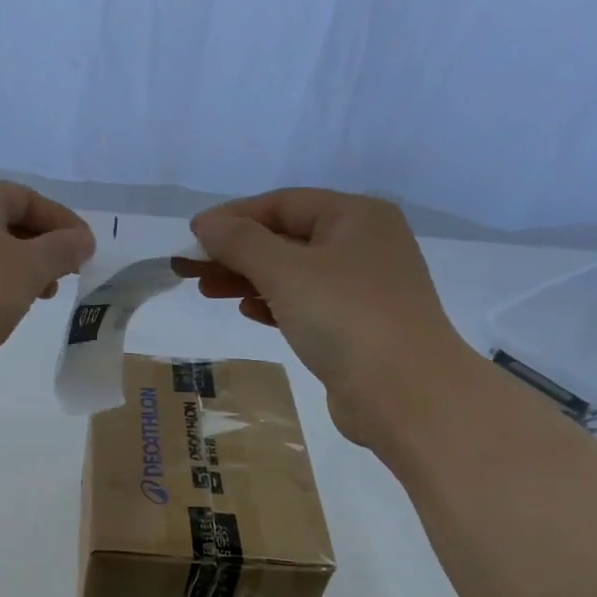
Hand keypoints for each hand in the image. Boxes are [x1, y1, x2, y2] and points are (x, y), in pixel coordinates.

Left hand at [0, 180, 94, 399]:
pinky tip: (16, 308)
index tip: (87, 249)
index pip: (26, 197)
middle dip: (45, 247)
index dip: (61, 220)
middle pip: (9, 223)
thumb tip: (83, 240)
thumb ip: (62, 249)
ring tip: (46, 294)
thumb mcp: (29, 267)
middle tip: (70, 273)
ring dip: (26, 270)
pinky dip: (3, 288)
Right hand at [180, 189, 474, 447]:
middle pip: (287, 237)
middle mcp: (364, 243)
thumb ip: (241, 242)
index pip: (283, 203)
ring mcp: (363, 287)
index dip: (233, 217)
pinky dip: (274, 303)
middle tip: (191, 269)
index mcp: (356, 216)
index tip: (192, 236)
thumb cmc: (345, 318)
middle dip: (237, 251)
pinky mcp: (358, 325)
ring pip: (294, 273)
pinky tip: (248, 312)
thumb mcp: (286, 272)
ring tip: (208, 291)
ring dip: (249, 279)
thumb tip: (205, 222)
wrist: (405, 393)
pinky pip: (306, 303)